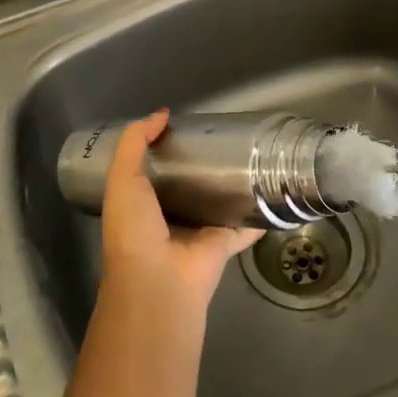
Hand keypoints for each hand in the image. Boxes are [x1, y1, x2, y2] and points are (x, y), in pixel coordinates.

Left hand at [101, 110, 260, 314]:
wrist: (159, 281)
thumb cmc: (134, 229)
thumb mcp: (122, 179)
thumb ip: (135, 143)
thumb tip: (161, 114)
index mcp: (142, 203)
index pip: (156, 169)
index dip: (167, 147)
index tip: (187, 124)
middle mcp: (170, 216)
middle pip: (191, 184)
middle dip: (204, 163)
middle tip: (225, 135)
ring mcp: (200, 231)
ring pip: (219, 202)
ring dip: (233, 185)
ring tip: (252, 154)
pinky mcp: (226, 242)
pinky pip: (246, 224)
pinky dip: (259, 212)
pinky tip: (275, 190)